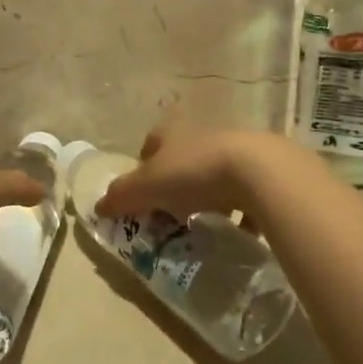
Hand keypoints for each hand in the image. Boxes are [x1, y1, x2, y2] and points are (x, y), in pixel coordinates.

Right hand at [97, 124, 292, 220]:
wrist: (260, 171)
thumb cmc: (194, 172)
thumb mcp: (147, 186)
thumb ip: (121, 196)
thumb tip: (98, 207)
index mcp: (172, 132)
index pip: (150, 145)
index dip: (142, 168)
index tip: (142, 196)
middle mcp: (203, 134)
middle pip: (182, 159)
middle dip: (175, 184)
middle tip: (170, 214)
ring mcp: (236, 149)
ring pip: (214, 174)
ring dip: (208, 196)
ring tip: (204, 225)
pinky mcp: (264, 169)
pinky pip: (247, 192)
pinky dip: (241, 210)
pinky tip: (238, 231)